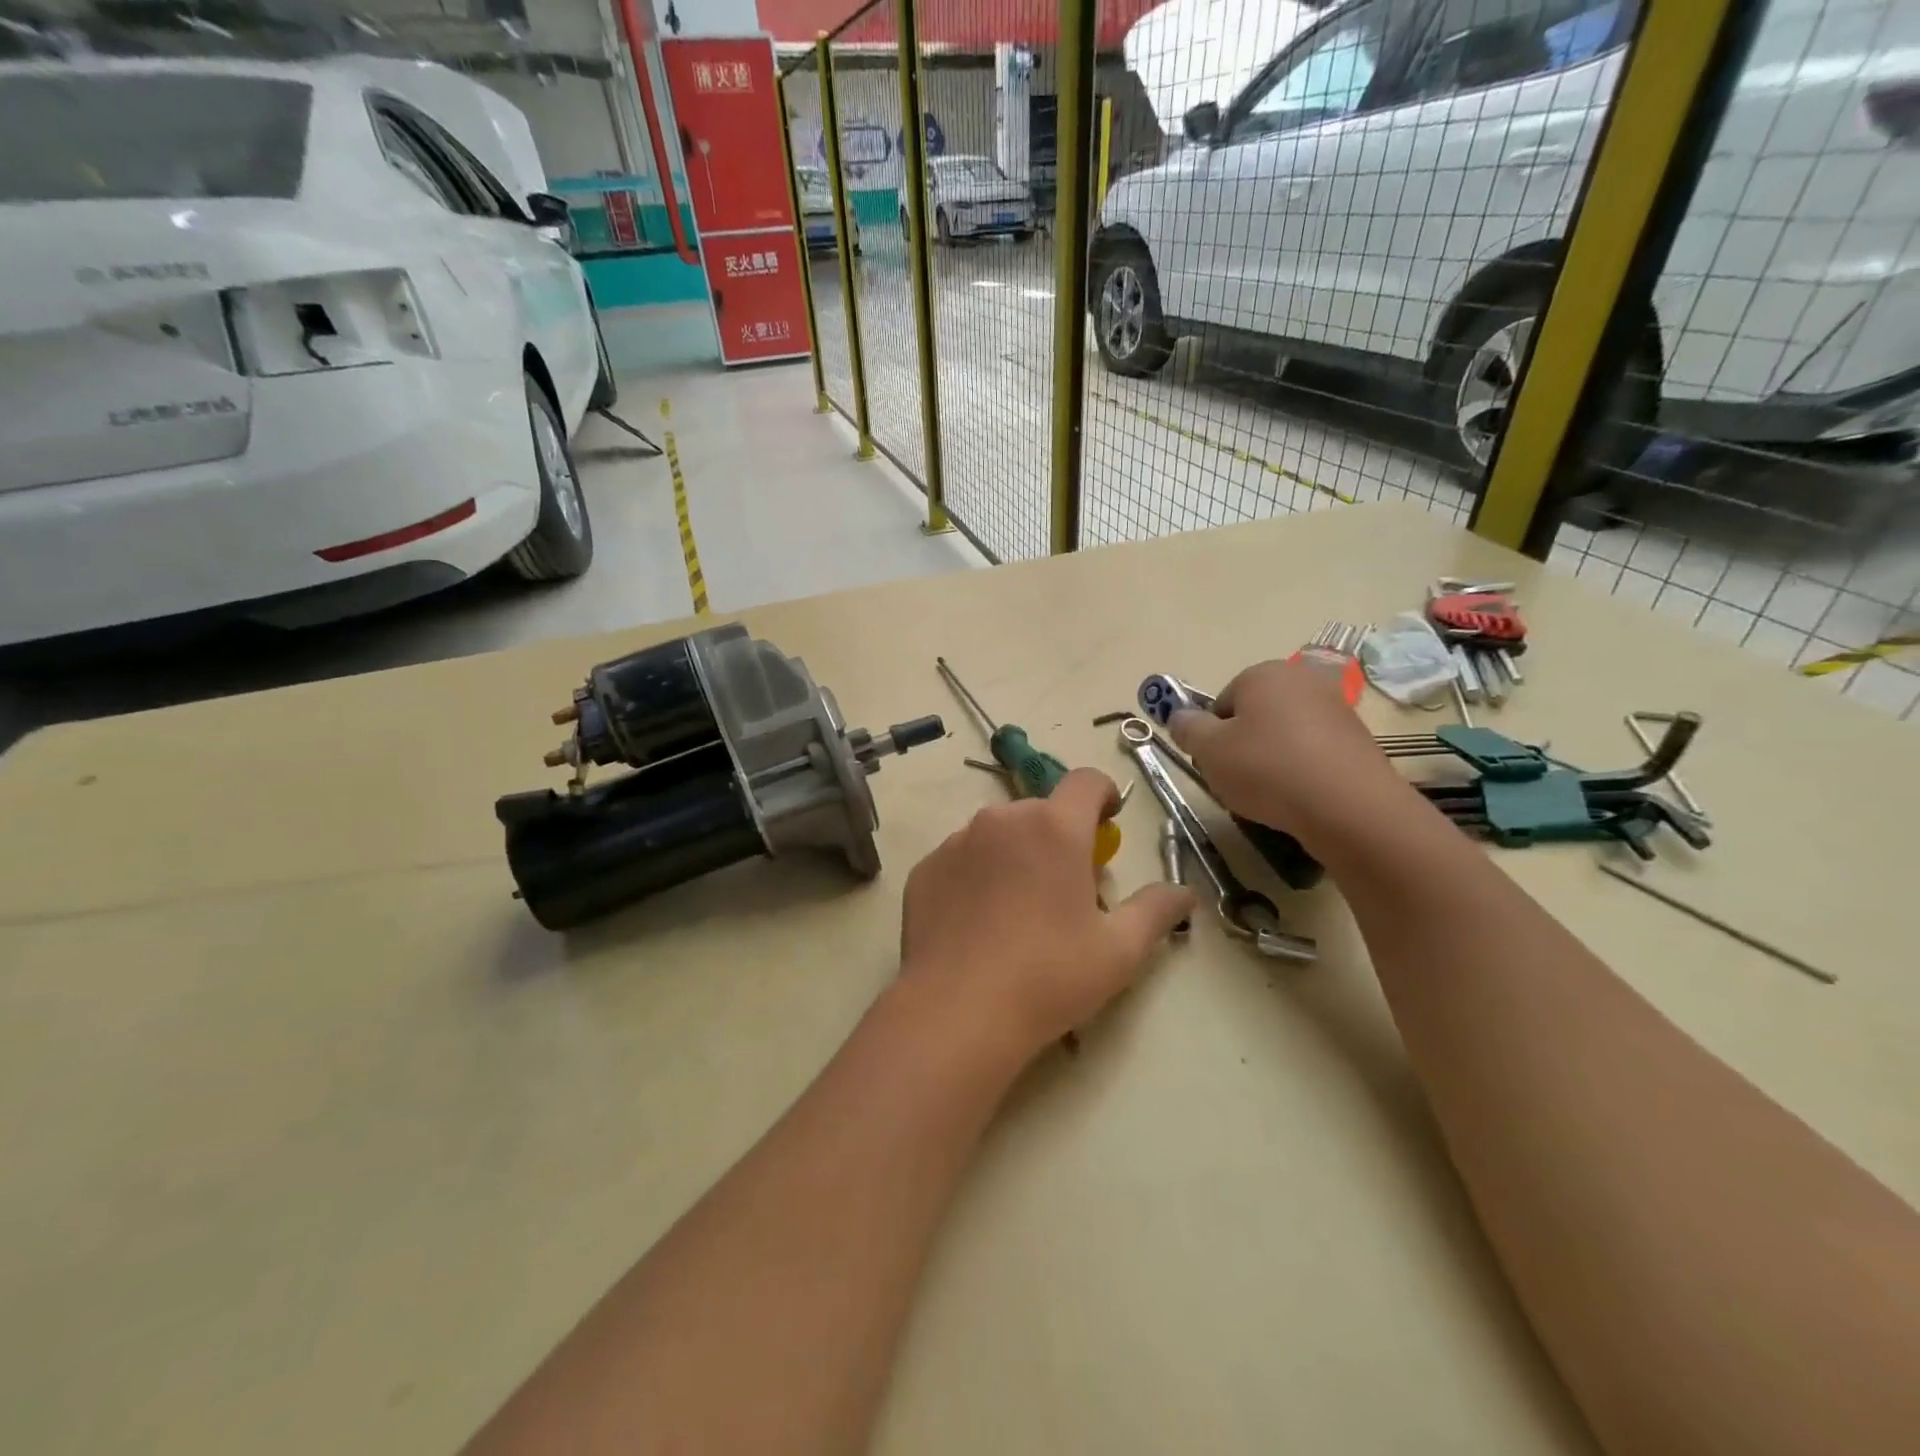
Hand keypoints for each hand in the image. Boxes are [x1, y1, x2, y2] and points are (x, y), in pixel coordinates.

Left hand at [899, 768, 1194, 1067]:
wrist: (957, 1011)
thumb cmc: (1049, 976)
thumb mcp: (1119, 950)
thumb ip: (1156, 910)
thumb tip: (1185, 892)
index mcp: (1054, 827)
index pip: (1087, 781)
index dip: (1104, 795)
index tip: (1108, 822)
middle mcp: (1002, 820)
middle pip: (1041, 812)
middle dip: (1059, 837)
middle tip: (1065, 888)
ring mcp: (957, 842)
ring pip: (998, 834)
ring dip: (1016, 855)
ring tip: (1018, 910)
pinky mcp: (926, 869)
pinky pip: (961, 859)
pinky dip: (976, 877)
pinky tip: (978, 924)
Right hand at [1167, 658, 1405, 849]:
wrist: (1349, 807)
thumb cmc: (1268, 769)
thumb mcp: (1209, 751)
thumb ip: (1187, 729)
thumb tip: (1180, 717)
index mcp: (1263, 674)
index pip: (1221, 703)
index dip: (1212, 737)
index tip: (1215, 764)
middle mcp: (1302, 680)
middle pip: (1254, 716)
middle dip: (1242, 746)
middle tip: (1238, 780)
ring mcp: (1336, 709)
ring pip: (1284, 735)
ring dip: (1272, 760)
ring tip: (1271, 794)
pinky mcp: (1358, 740)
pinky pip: (1313, 753)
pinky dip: (1301, 771)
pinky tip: (1300, 797)